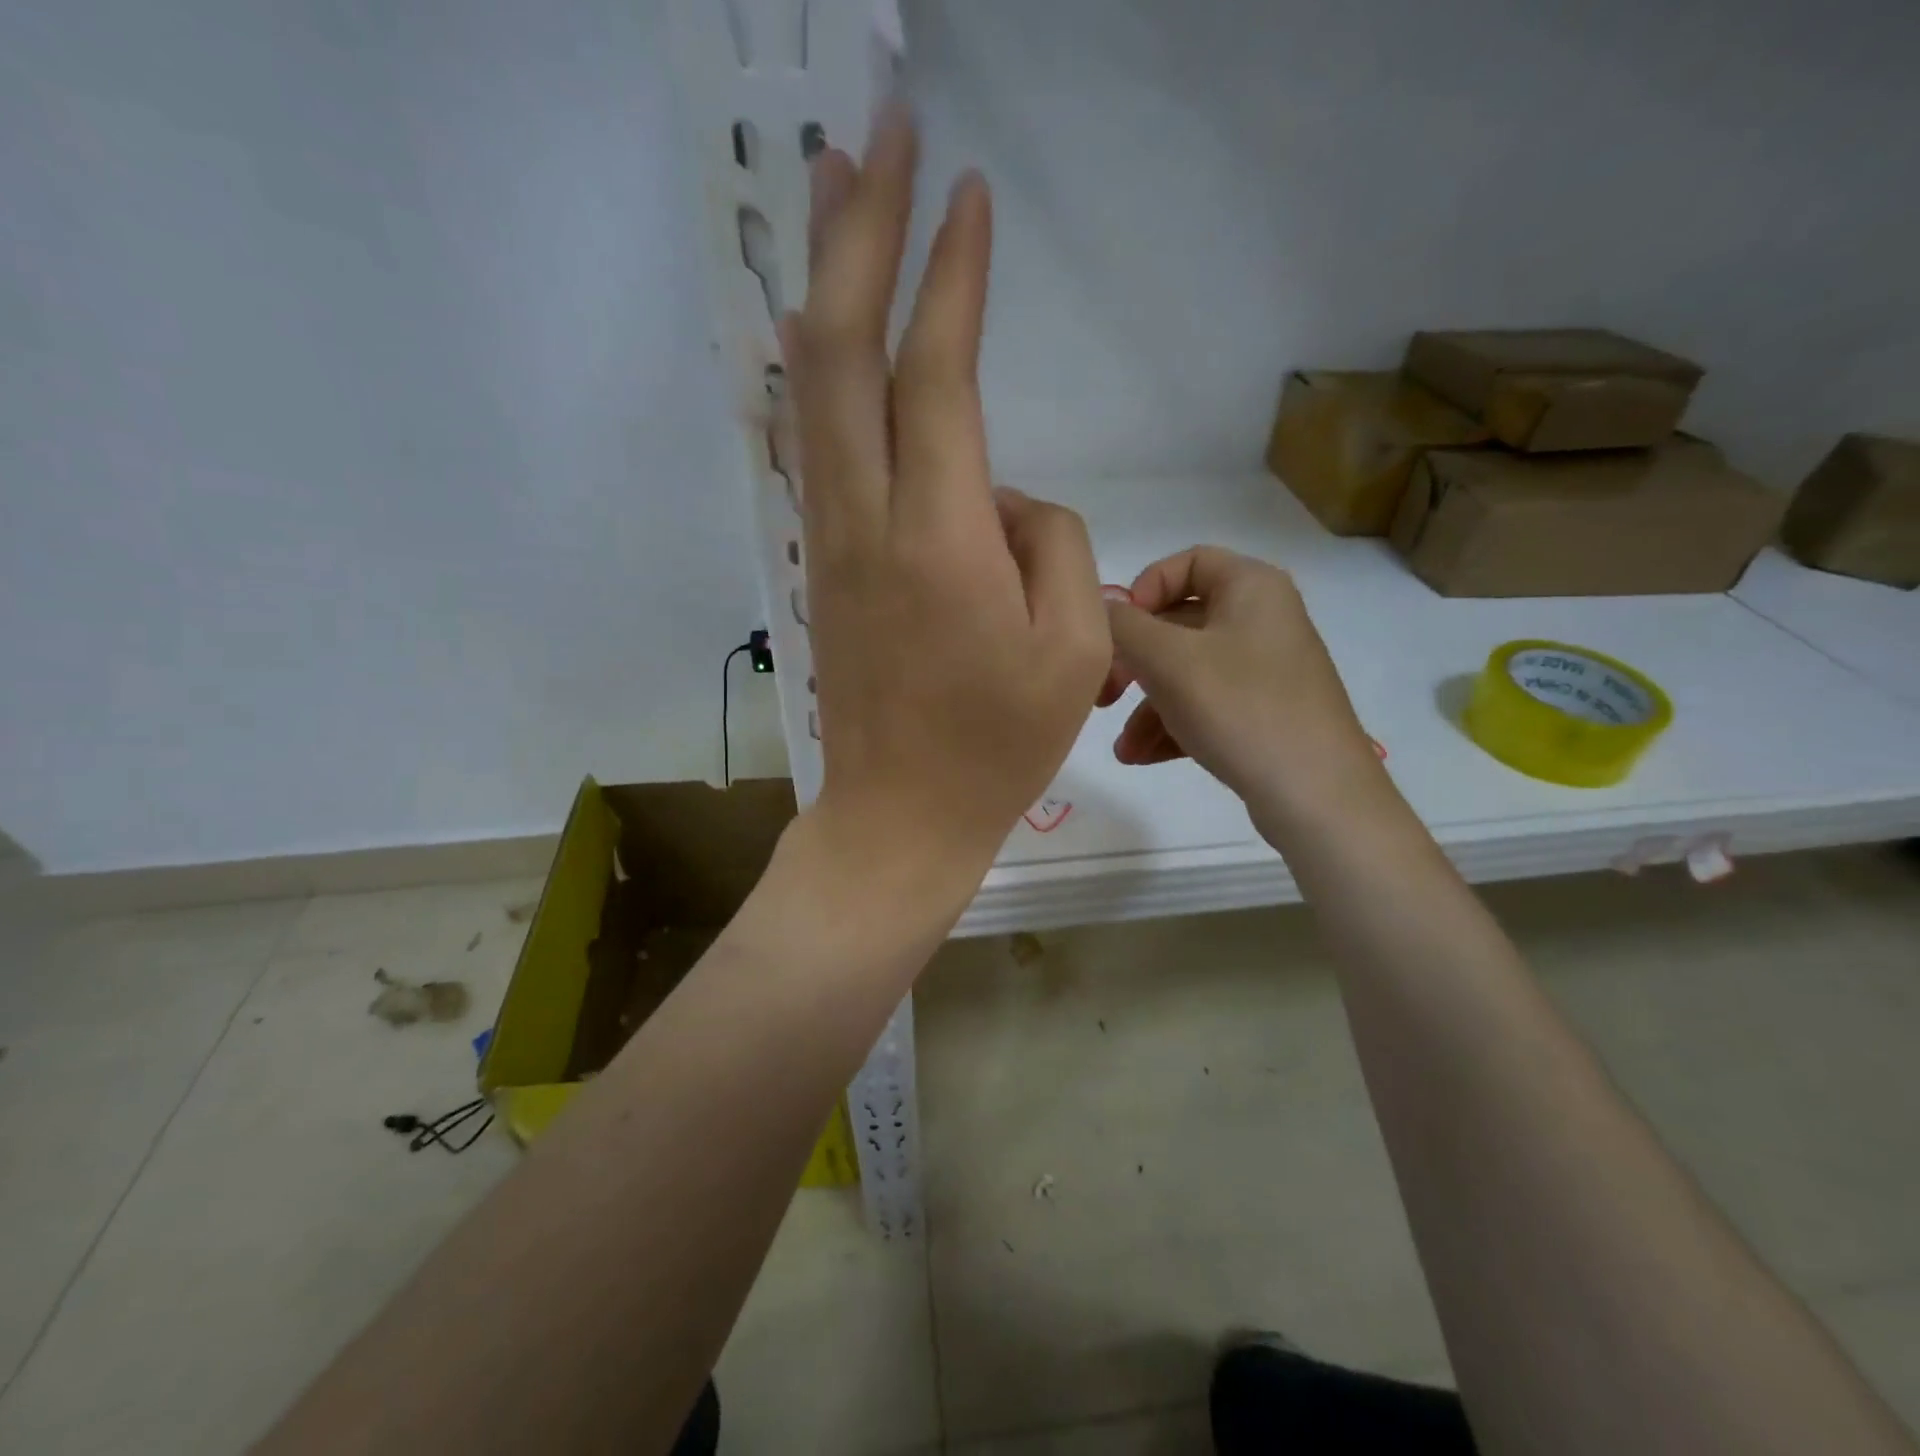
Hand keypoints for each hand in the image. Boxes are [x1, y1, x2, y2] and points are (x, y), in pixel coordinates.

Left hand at [780, 106, 1109, 893]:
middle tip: (875, 133)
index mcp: (941, 540)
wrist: (899, 813)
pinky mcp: (822, 563)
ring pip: (813, 388)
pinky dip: (817, 368)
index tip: (966, 195)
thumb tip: (1004, 494)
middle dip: (858, 232)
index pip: (938, 373)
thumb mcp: (1072, 648)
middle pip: (842, 350)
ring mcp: (831, 540)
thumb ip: (1053, 541)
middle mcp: (868, 521)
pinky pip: (815, 444)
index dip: (951, 277)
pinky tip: (823, 328)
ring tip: (838, 196)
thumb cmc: (997, 745)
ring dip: (823, 282)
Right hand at [1100, 546, 1385, 841]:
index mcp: (1251, 587)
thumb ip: (1122, 626)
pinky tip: (1143, 757)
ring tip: (1124, 748)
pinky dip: (1173, 724)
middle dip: (1134, 663)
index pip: (1186, 563)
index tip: (1117, 632)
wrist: (1317, 795)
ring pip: (1188, 672)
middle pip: (1179, 624)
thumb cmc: (1240, 709)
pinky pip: (1207, 704)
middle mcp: (1262, 619)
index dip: (1142, 590)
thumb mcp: (1168, 661)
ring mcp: (1266, 669)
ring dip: (1147, 706)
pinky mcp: (1266, 712)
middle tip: (1105, 696)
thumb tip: (1099, 608)